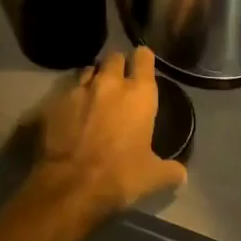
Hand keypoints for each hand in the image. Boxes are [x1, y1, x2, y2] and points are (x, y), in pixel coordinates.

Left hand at [31, 47, 186, 219]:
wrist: (71, 183)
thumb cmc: (120, 175)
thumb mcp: (153, 177)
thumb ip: (170, 170)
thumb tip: (182, 173)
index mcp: (139, 94)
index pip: (144, 57)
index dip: (144, 59)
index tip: (143, 65)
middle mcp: (111, 82)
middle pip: (115, 57)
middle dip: (119, 65)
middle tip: (120, 82)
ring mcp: (81, 88)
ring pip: (91, 69)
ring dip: (96, 78)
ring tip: (97, 94)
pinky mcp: (58, 100)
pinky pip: (70, 88)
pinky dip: (75, 95)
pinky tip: (75, 111)